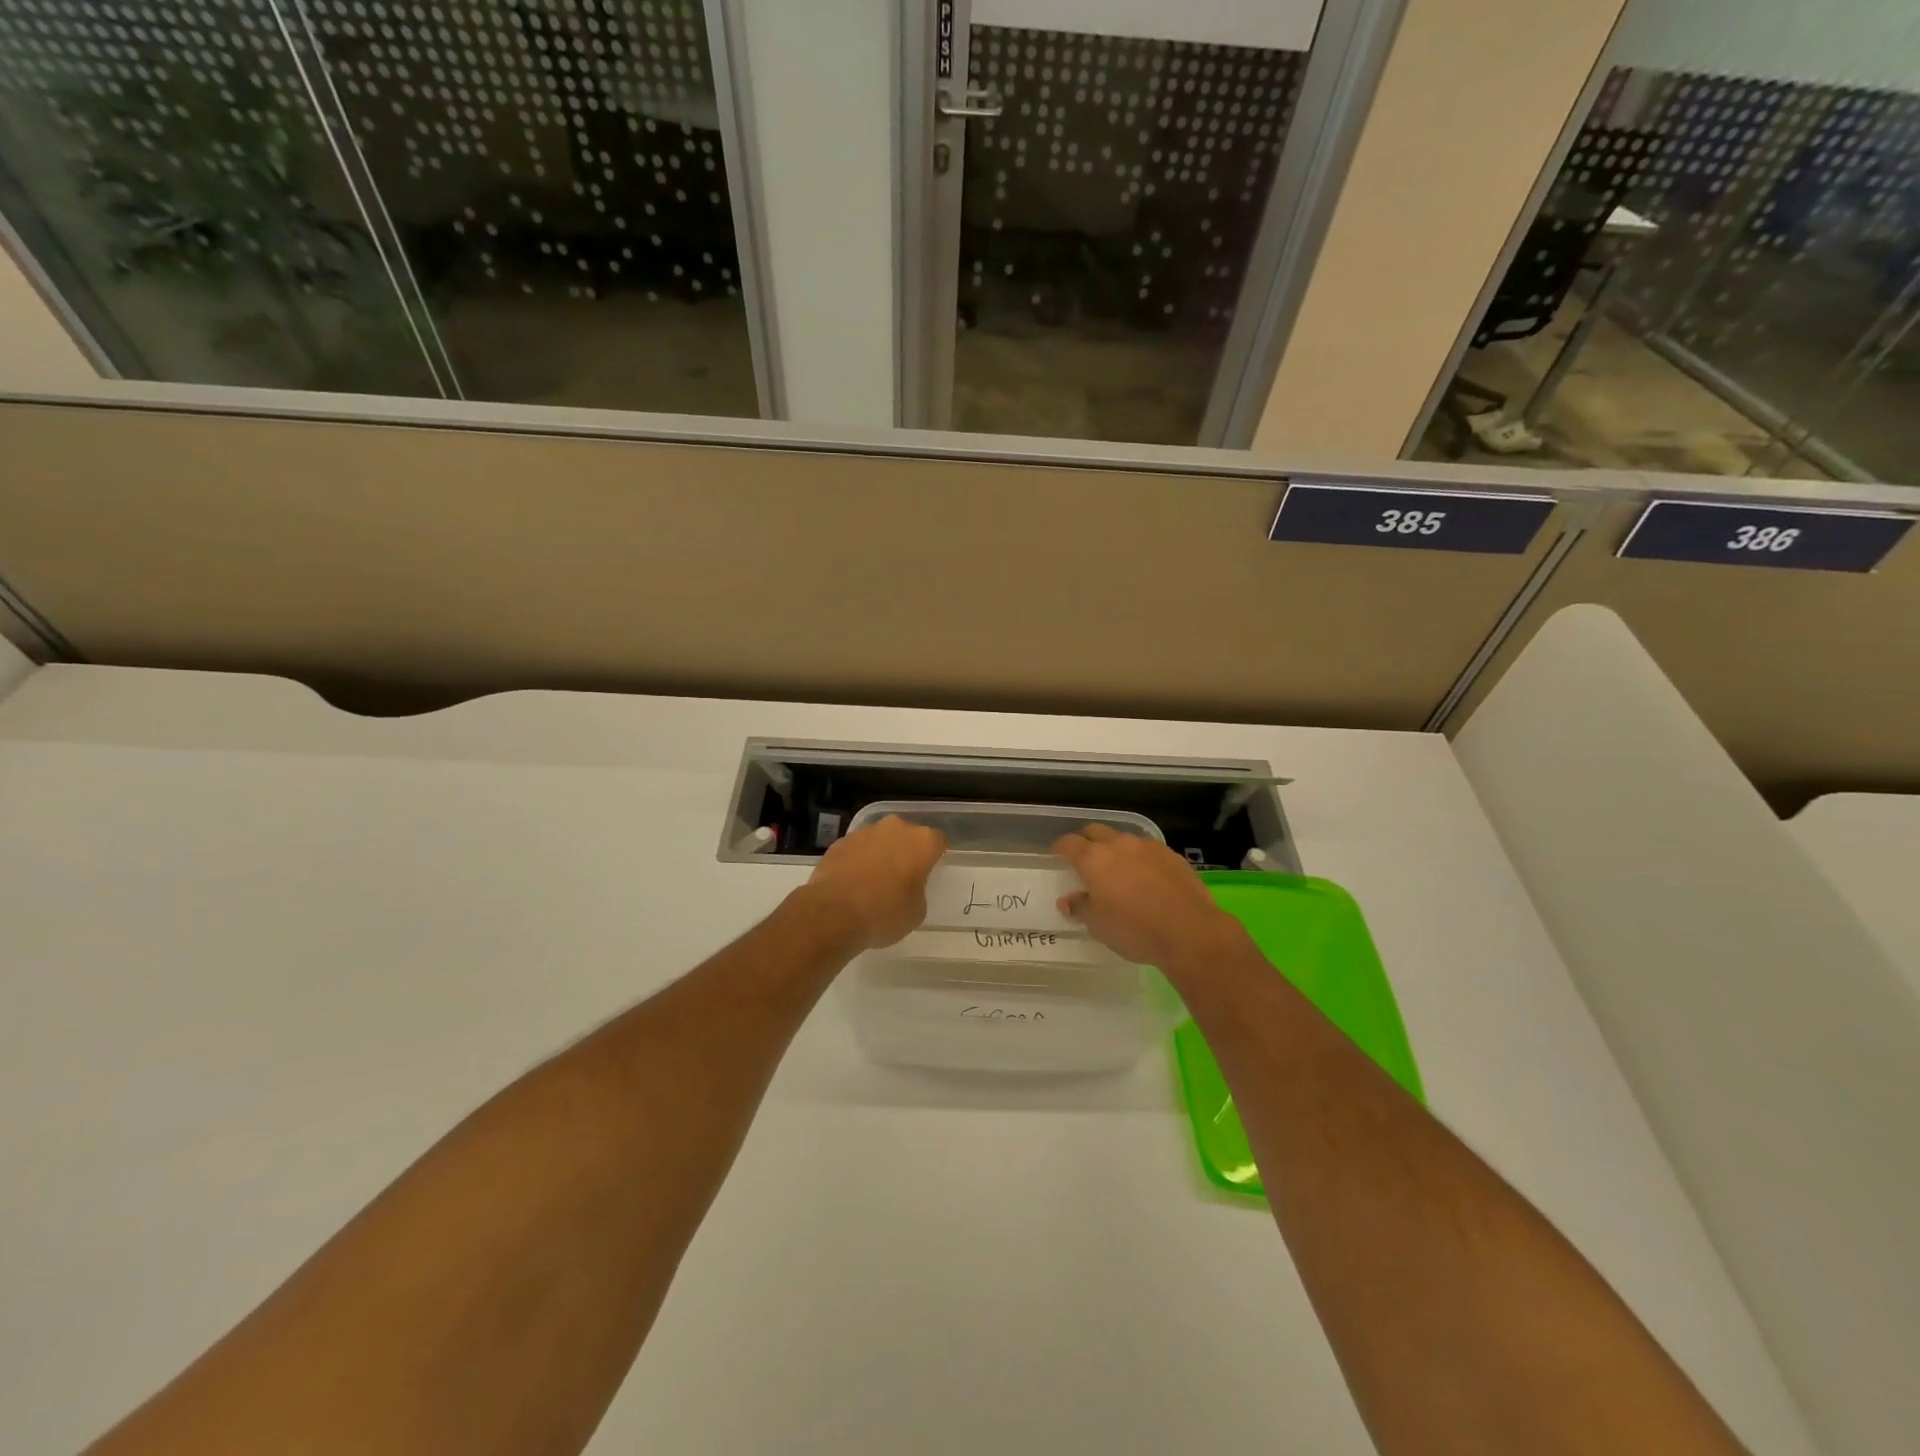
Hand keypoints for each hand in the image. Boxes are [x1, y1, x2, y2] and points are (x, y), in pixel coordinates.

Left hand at [803, 816, 947, 949]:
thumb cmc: (884, 913)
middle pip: (907, 835)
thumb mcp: (916, 912)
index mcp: (922, 842)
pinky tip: (852, 883)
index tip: (930, 873)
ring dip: (881, 854)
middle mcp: (896, 828)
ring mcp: (865, 832)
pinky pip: (857, 849)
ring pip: (880, 839)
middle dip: (907, 851)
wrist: (833, 913)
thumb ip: (917, 891)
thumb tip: (907, 887)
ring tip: (874, 881)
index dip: (935, 857)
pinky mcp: (840, 842)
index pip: (938, 841)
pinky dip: (857, 860)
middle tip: (903, 877)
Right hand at [1054, 825, 1241, 969]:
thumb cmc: (1135, 930)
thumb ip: (1080, 907)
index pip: (1069, 843)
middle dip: (1086, 841)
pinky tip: (1145, 876)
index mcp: (1094, 859)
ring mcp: (1148, 847)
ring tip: (1117, 868)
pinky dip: (1139, 858)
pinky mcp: (1172, 855)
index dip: (1061, 847)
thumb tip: (1067, 900)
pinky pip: (1147, 849)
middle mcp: (1119, 845)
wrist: (1189, 931)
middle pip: (1095, 832)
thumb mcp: (1098, 925)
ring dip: (1115, 848)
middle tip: (1084, 857)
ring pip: (1124, 839)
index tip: (1057, 854)